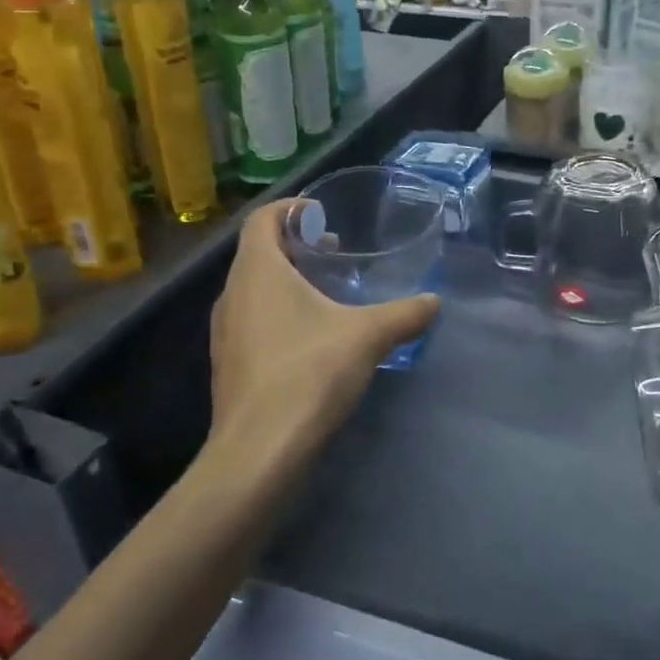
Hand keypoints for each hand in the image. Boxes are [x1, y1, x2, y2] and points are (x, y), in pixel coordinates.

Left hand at [208, 199, 437, 477]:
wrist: (259, 451)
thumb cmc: (308, 374)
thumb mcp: (366, 337)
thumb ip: (403, 314)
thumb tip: (434, 301)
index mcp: (257, 271)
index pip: (263, 218)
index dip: (291, 208)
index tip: (322, 214)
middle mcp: (232, 293)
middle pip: (258, 252)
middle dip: (296, 245)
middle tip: (334, 251)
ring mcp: (225, 332)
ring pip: (254, 289)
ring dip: (287, 281)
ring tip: (326, 293)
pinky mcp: (229, 364)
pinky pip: (253, 320)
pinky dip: (278, 312)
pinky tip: (311, 338)